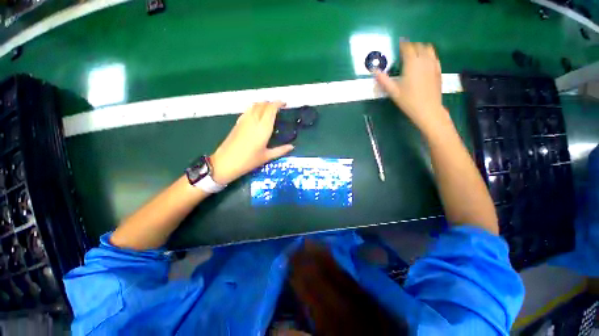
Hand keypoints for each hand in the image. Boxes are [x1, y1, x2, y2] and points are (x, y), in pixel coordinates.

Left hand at [210, 102, 293, 184]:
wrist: (225, 163)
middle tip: (279, 108)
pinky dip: (255, 108)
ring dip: (263, 104)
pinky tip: (257, 115)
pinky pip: (248, 110)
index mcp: (263, 128)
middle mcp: (254, 120)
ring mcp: (244, 120)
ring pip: (254, 105)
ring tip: (269, 110)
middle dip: (271, 103)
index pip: (271, 109)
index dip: (278, 103)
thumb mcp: (266, 157)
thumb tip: (292, 147)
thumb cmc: (248, 161)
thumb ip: (280, 150)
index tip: (284, 104)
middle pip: (263, 104)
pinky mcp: (238, 123)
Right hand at [375, 42, 448, 131]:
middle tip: (404, 50)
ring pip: (428, 49)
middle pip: (419, 46)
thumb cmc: (408, 101)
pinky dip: (428, 54)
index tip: (399, 44)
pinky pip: (434, 56)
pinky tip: (425, 61)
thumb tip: (374, 72)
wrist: (428, 109)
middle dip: (411, 45)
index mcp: (412, 63)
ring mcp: (433, 64)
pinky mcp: (438, 70)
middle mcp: (424, 60)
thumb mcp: (393, 92)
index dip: (403, 45)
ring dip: (421, 48)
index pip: (408, 48)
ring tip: (415, 53)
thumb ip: (383, 80)